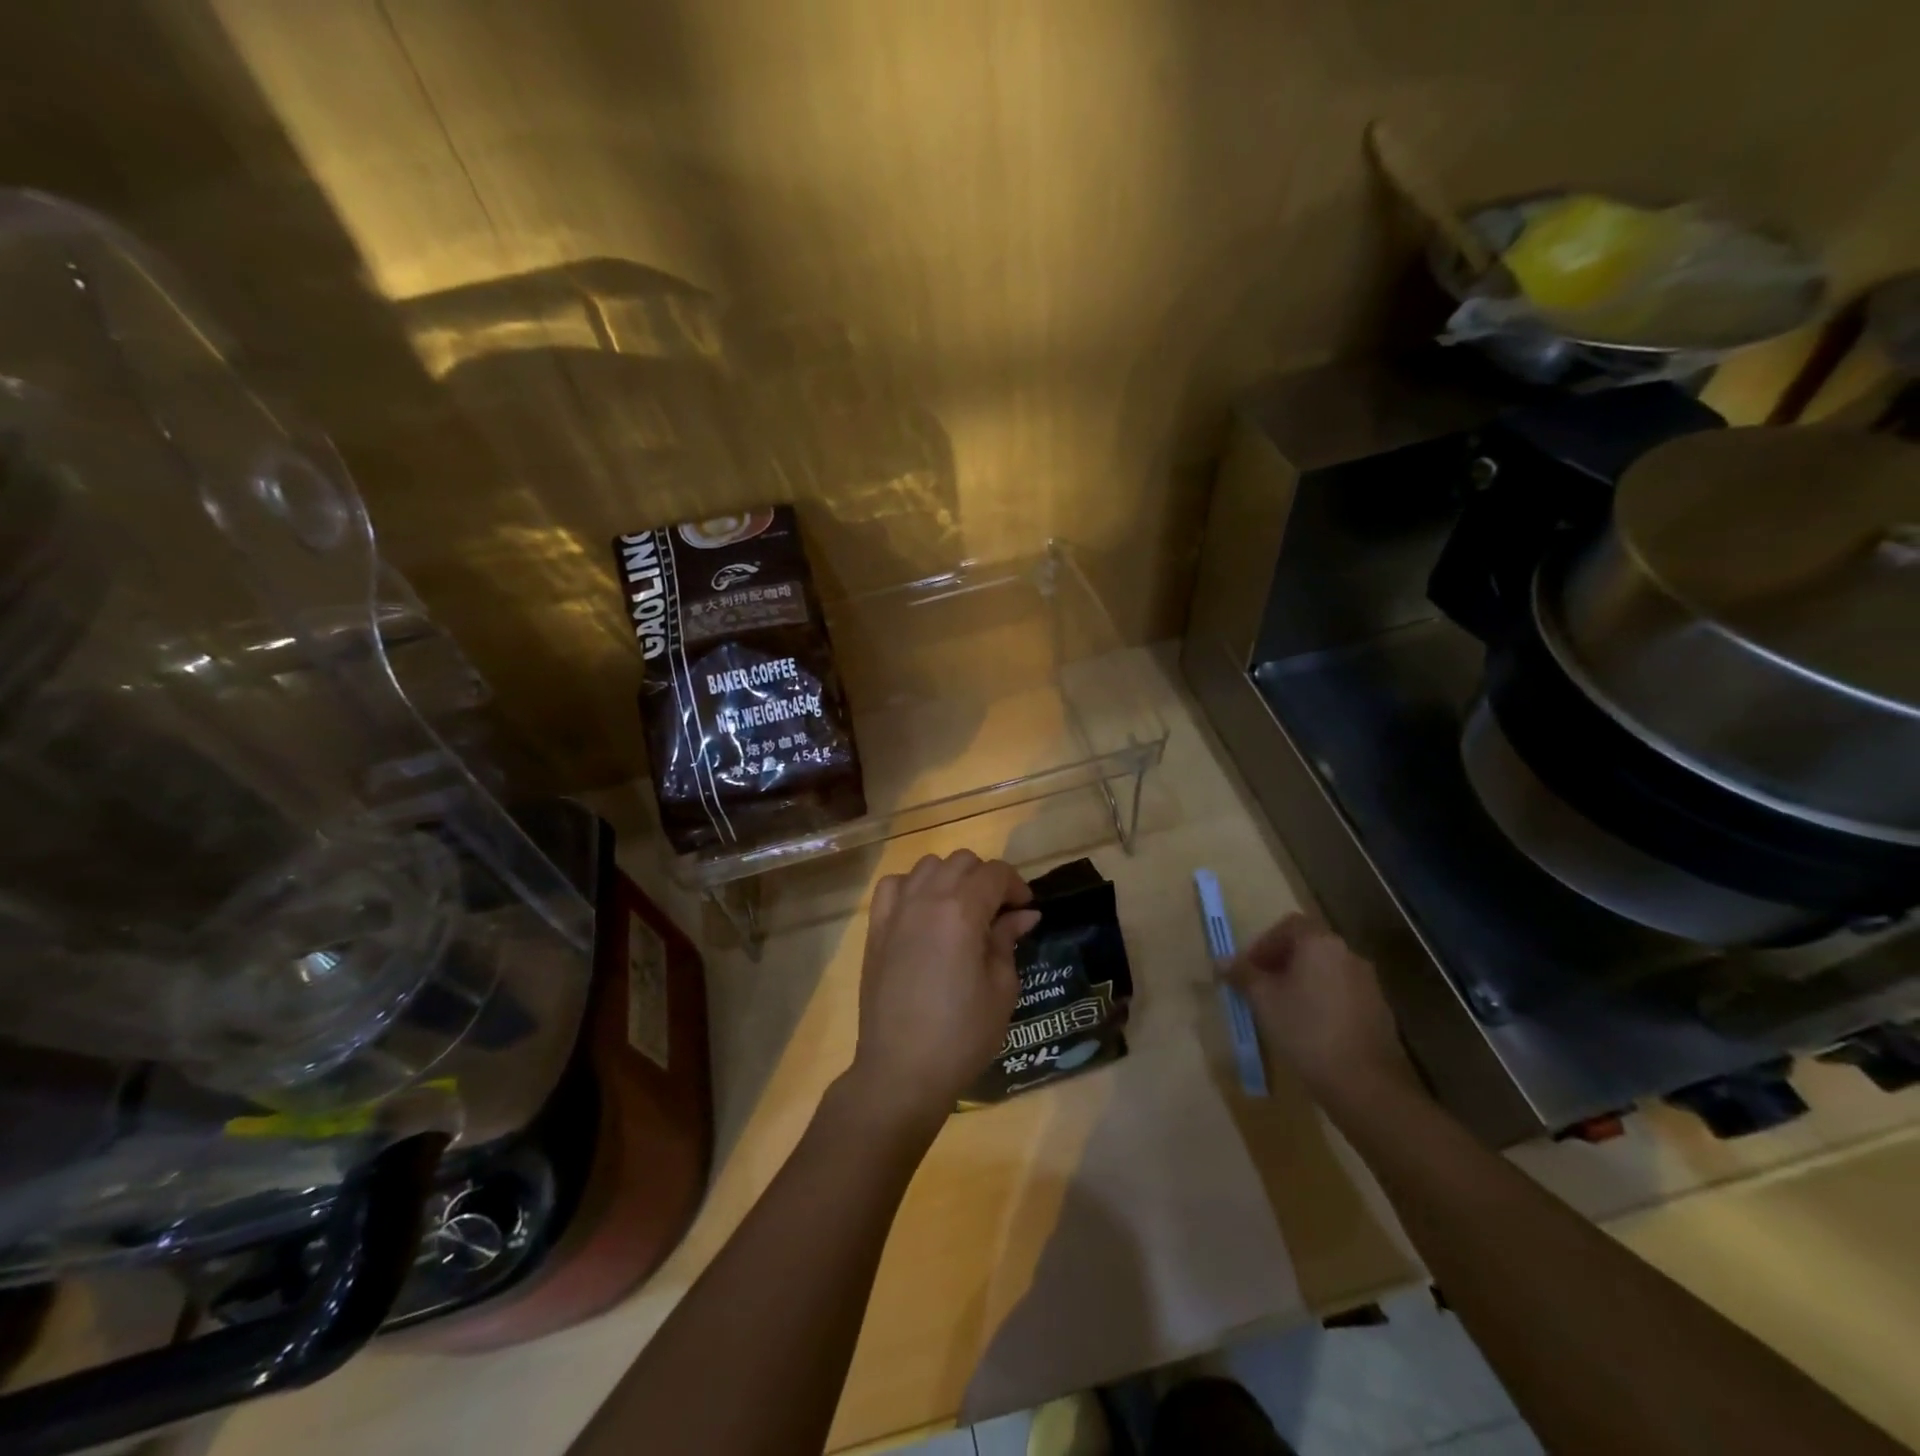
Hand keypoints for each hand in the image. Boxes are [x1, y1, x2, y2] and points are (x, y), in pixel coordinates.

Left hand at [846, 851, 1040, 1127]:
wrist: (901, 1071)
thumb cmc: (961, 1035)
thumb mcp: (1000, 989)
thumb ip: (1008, 941)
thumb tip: (1024, 914)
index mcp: (962, 911)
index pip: (995, 873)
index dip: (1016, 886)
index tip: (1025, 911)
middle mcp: (926, 898)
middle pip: (962, 862)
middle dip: (986, 879)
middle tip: (998, 912)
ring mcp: (896, 910)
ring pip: (928, 866)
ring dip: (951, 878)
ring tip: (961, 910)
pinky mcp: (875, 927)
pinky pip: (894, 885)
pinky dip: (912, 887)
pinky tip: (923, 912)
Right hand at [1229, 913, 1422, 1109]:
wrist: (1364, 1083)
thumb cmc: (1306, 1030)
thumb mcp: (1263, 1000)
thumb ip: (1242, 974)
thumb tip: (1222, 961)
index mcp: (1320, 943)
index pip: (1289, 925)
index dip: (1264, 943)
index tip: (1249, 968)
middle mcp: (1348, 954)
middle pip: (1308, 946)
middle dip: (1281, 962)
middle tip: (1261, 988)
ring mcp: (1368, 983)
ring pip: (1326, 971)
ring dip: (1302, 981)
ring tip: (1282, 1010)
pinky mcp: (1379, 1010)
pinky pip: (1342, 993)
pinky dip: (1322, 999)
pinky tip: (1310, 1028)